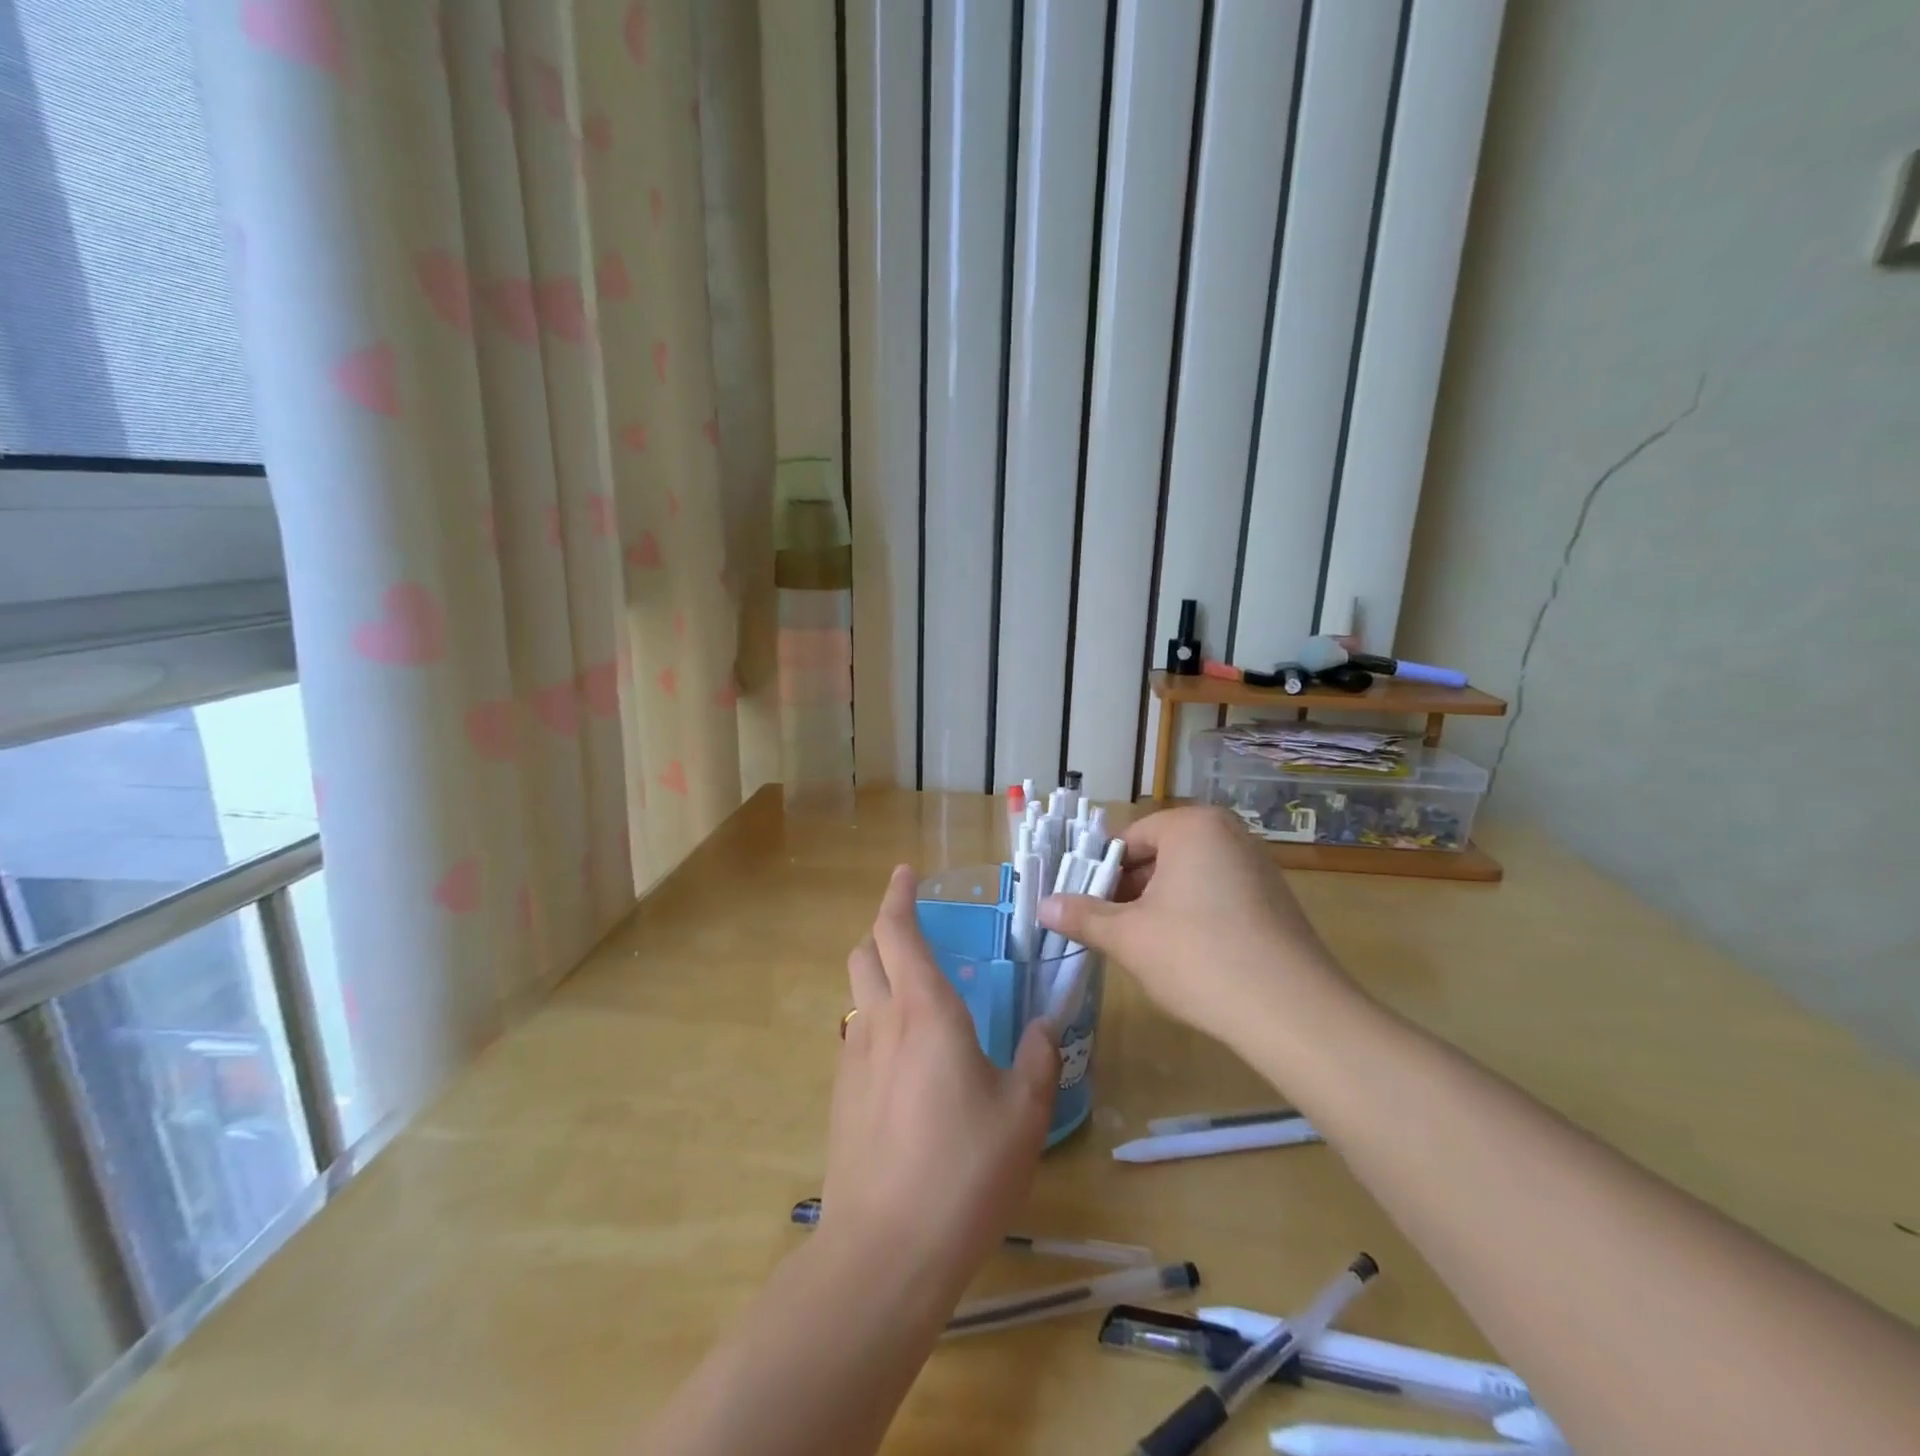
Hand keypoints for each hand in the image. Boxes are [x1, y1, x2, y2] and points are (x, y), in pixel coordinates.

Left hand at [823, 866, 1058, 1297]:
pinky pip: (857, 1039)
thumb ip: (1036, 1058)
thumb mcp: (1022, 1113)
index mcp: (925, 1010)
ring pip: (858, 996)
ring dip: (880, 980)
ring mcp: (852, 1059)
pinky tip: (907, 1067)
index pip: (897, 930)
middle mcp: (880, 1021)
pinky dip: (877, 1026)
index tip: (905, 873)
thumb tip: (1042, 1026)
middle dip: (884, 932)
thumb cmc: (963, 1170)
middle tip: (917, 936)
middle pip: (865, 953)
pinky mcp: (840, 1097)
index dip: (897, 895)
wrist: (885, 1251)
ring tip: (920, 1005)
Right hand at [1036, 806, 1356, 1050]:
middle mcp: (1228, 834)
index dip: (1099, 872)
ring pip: (1187, 878)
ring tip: (1139, 947)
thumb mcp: (1129, 937)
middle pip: (1159, 856)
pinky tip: (1183, 956)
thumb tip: (1043, 905)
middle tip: (1105, 929)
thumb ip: (1083, 916)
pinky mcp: (1273, 901)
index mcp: (1193, 826)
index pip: (1129, 838)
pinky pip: (1216, 896)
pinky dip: (1192, 917)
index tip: (1082, 906)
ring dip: (1157, 907)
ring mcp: (1256, 867)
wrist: (1293, 1013)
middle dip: (1128, 891)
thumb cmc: (1199, 957)